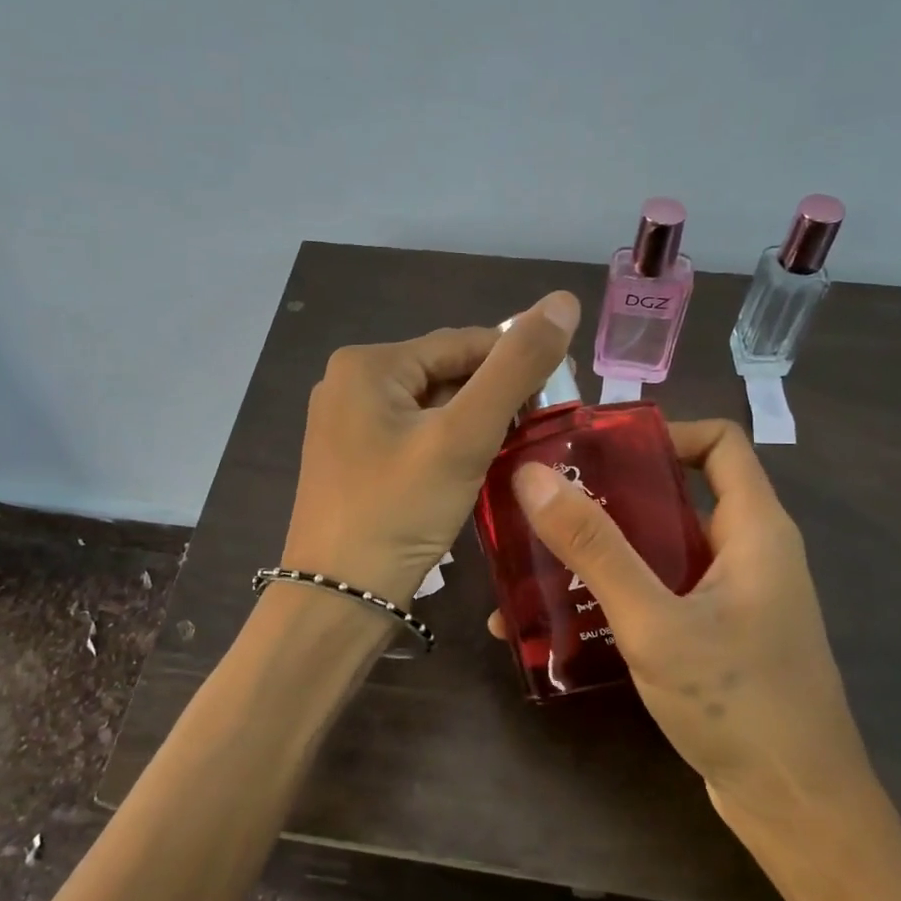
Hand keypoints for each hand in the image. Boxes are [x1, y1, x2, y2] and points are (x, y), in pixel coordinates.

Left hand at [282, 292, 579, 607]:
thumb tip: (562, 300)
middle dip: (494, 398)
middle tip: (540, 431)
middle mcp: (349, 383)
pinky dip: (449, 446)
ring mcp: (346, 423)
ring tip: (516, 452)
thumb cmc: (399, 512)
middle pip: (446, 373)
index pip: (464, 343)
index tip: (563, 393)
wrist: (338, 600)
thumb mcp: (464, 436)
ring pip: (432, 407)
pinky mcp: (352, 459)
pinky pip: (414, 435)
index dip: (517, 362)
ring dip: (475, 424)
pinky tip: (475, 469)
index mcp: (368, 364)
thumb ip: (516, 368)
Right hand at [495, 418, 879, 839]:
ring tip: (535, 557)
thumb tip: (532, 477)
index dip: (662, 431)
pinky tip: (560, 617)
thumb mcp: (657, 623)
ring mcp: (732, 596)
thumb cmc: (739, 705)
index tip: (595, 450)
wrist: (800, 814)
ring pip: (661, 547)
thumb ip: (596, 549)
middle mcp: (747, 551)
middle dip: (609, 493)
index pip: (718, 441)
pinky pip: (660, 591)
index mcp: (754, 528)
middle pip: (677, 492)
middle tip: (543, 501)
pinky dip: (615, 592)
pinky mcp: (715, 634)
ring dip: (602, 549)